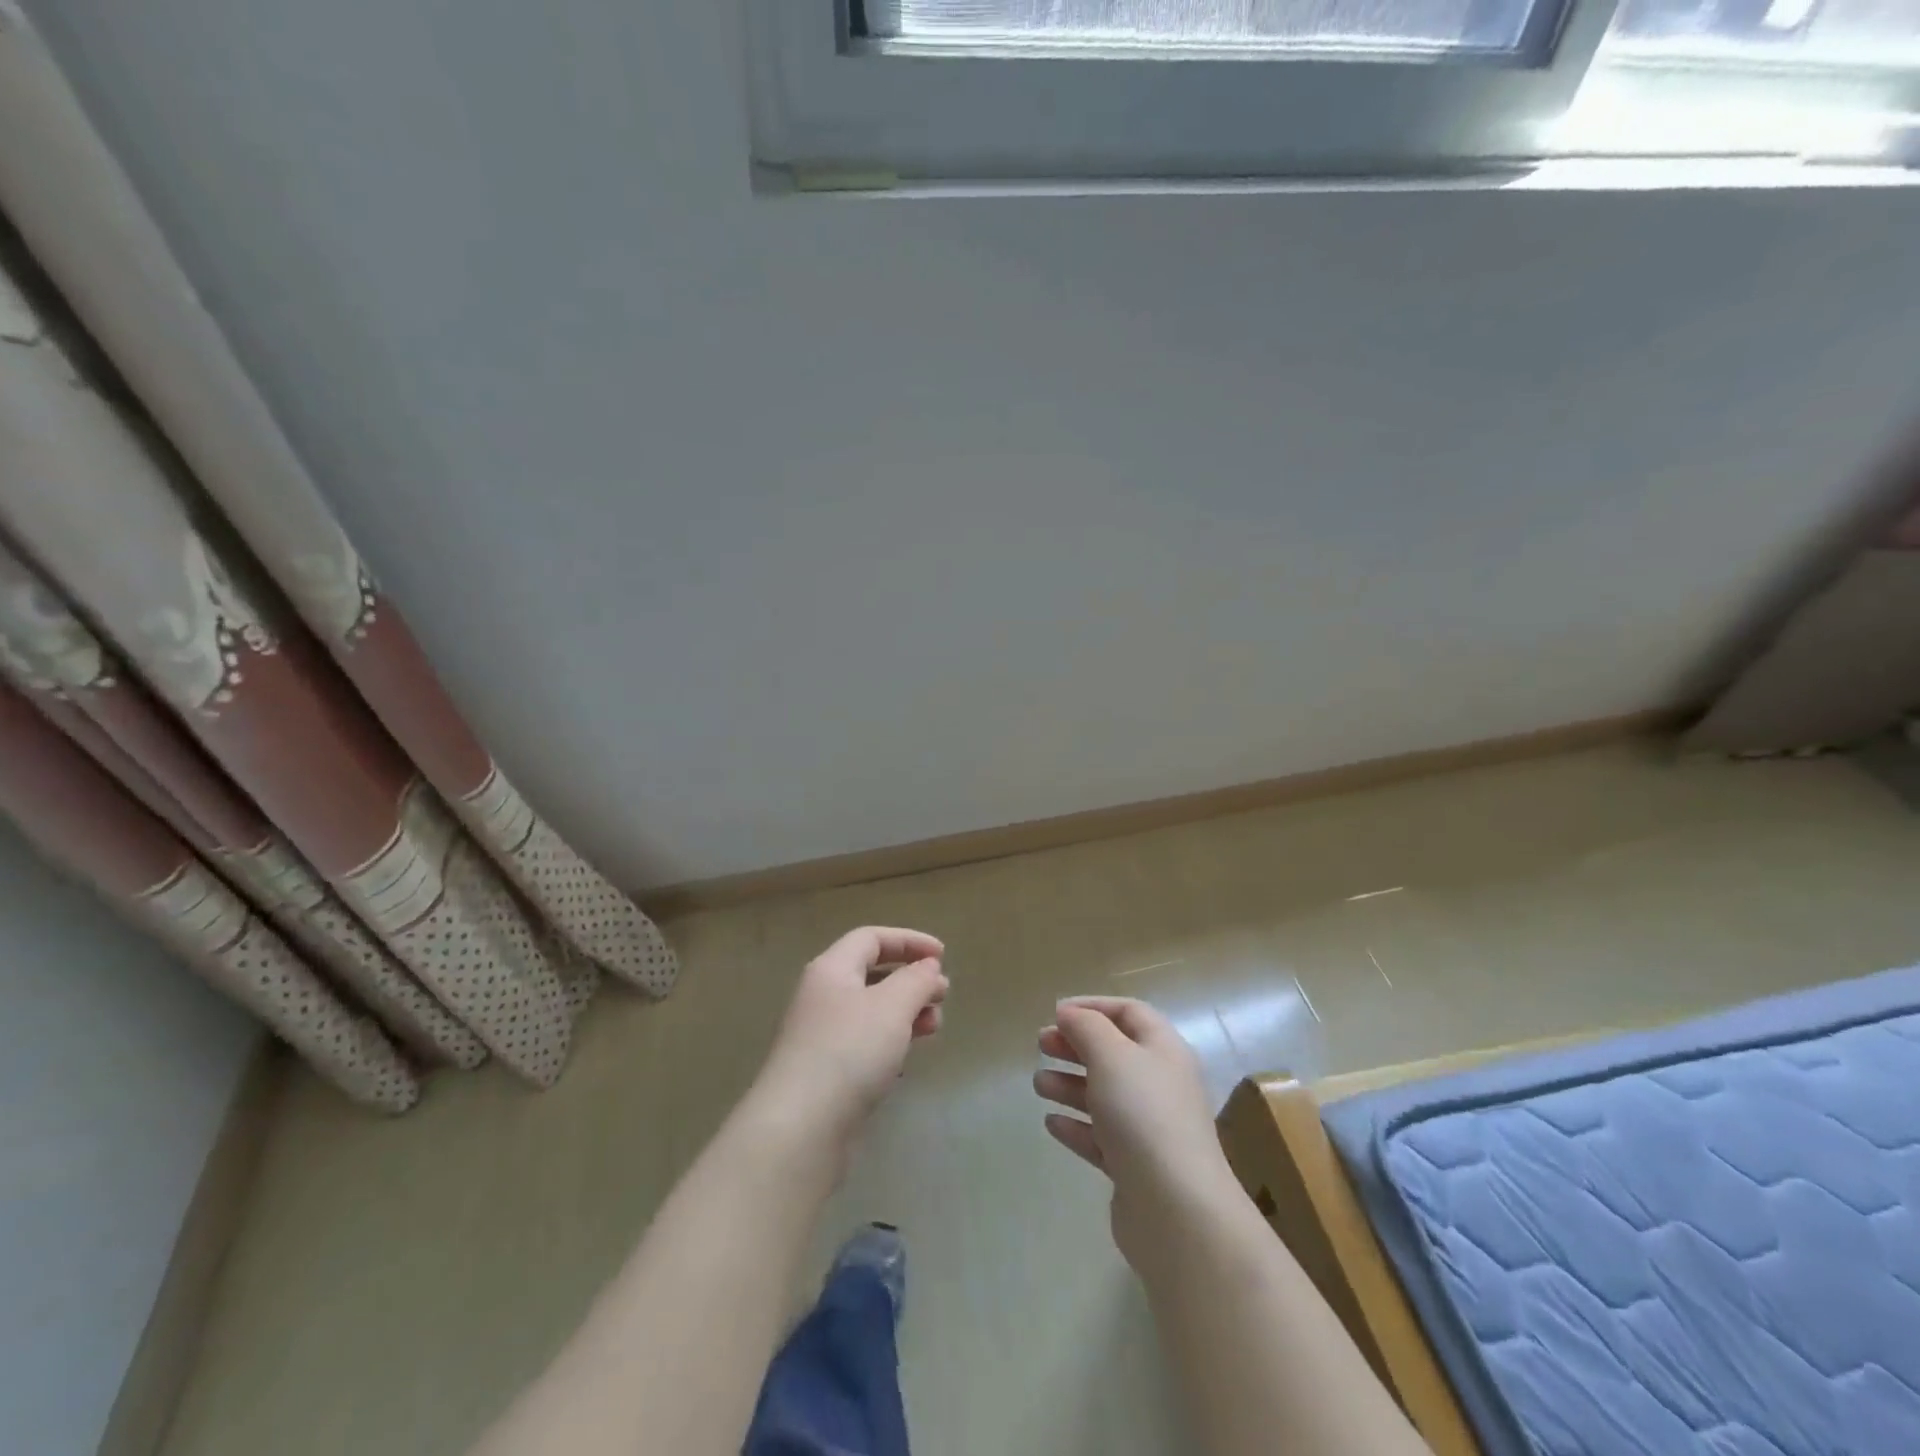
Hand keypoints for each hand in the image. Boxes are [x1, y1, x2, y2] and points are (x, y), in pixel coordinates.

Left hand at [754, 926, 947, 1144]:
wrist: (800, 1127)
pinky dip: (890, 1040)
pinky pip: (864, 1042)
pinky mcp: (825, 1071)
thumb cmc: (849, 1052)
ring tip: (933, 1027)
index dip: (909, 941)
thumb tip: (928, 967)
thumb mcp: (893, 1006)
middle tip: (942, 996)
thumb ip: (916, 980)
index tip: (943, 956)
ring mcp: (820, 1035)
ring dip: (905, 1012)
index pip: (871, 938)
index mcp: (832, 969)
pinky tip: (906, 1059)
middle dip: (911, 980)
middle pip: (871, 973)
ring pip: (871, 1010)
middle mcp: (822, 995)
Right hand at [1035, 996, 1240, 1265]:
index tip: (1055, 1013)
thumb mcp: (1111, 1056)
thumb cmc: (1144, 1115)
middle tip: (1041, 1045)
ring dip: (1070, 1085)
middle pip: (1114, 1053)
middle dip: (1076, 1045)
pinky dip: (1076, 1126)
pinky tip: (1051, 1123)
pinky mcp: (1135, 1167)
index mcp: (1163, 1050)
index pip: (1129, 1012)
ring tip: (1039, 1085)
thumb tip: (1069, 1013)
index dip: (1092, 1006)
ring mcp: (1149, 1128)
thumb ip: (1087, 1027)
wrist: (1177, 1210)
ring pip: (1104, 1095)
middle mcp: (1160, 1084)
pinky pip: (1101, 1137)